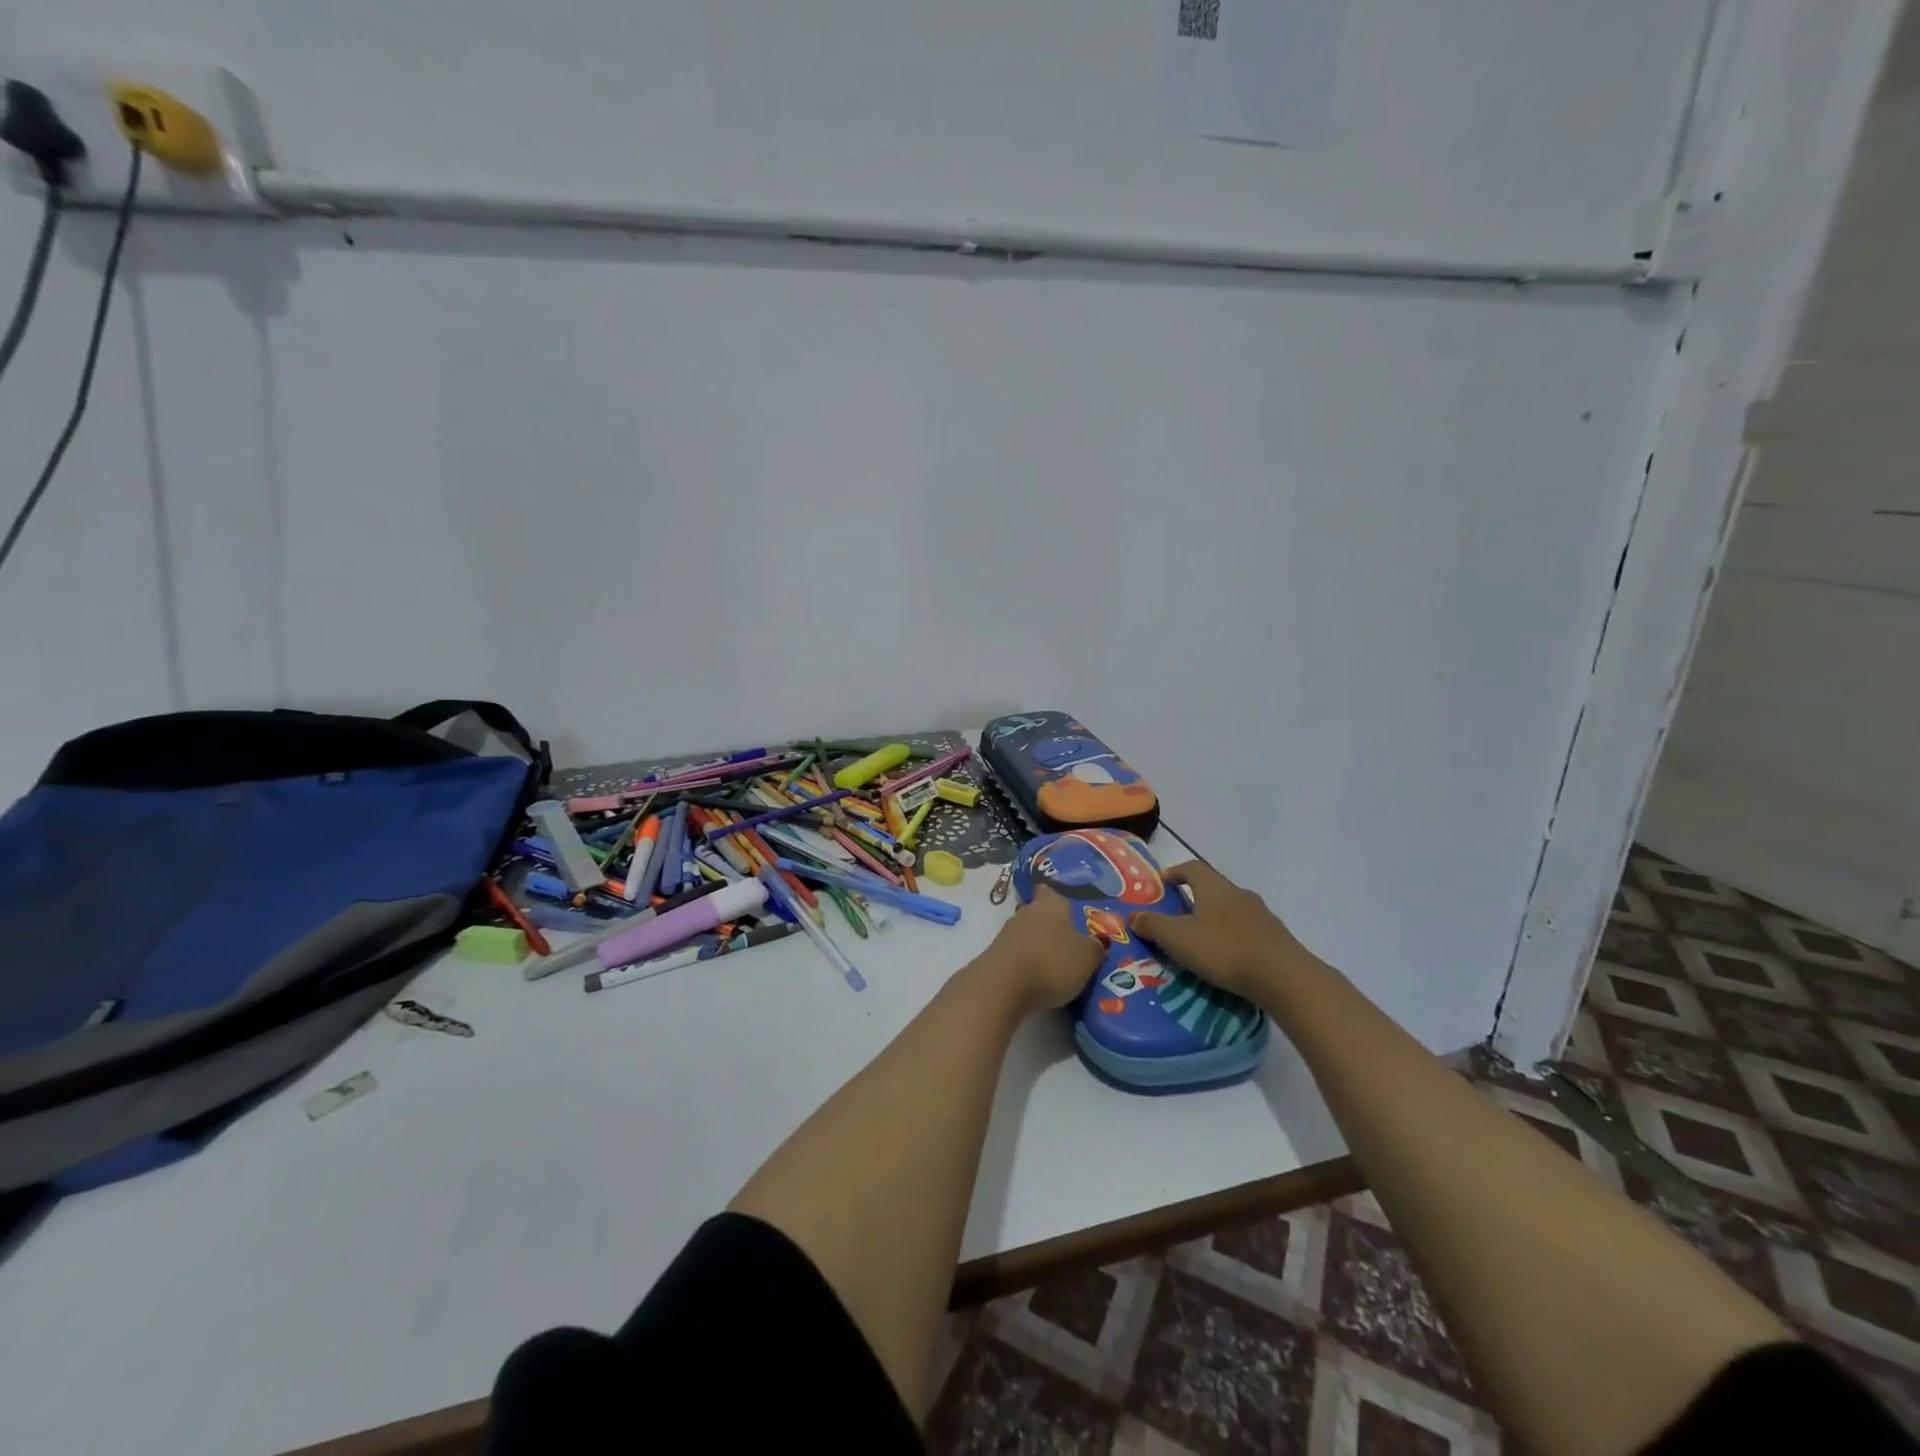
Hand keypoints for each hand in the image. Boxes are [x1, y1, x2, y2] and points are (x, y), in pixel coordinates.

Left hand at [982, 886, 1106, 1011]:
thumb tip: (1098, 942)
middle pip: (1039, 914)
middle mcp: (1026, 912)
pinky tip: (1037, 979)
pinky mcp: (995, 956)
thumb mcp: (1087, 957)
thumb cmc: (1052, 961)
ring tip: (1056, 966)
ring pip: (1027, 935)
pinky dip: (1026, 964)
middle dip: (1051, 927)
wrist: (1003, 986)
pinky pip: (1016, 955)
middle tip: (1070, 944)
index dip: (1059, 899)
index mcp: (1050, 904)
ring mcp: (1006, 933)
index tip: (1071, 912)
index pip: (1051, 891)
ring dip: (1038, 947)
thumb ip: (1094, 947)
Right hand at [1130, 861, 1307, 999]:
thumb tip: (1133, 915)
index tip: (1162, 884)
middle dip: (1195, 899)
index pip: (1192, 868)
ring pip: (1232, 910)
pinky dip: (1233, 938)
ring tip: (1202, 941)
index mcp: (1214, 888)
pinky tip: (1228, 958)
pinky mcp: (1276, 938)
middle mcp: (1238, 894)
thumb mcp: (1178, 939)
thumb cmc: (1223, 949)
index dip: (1175, 872)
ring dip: (1215, 919)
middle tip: (1178, 916)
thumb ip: (1153, 925)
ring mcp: (1262, 915)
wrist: (1283, 976)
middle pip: (1213, 888)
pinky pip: (1248, 930)